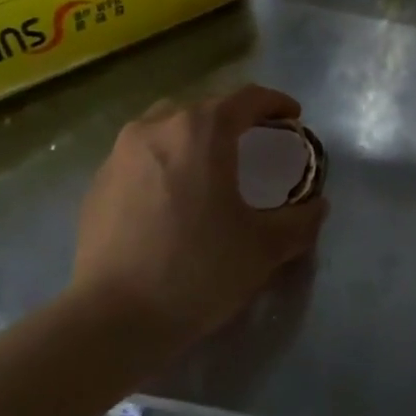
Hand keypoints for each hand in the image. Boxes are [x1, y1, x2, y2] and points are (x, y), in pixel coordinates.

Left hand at [69, 85, 326, 351]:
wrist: (113, 317)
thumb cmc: (198, 270)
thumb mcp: (264, 248)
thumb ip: (300, 221)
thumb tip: (317, 207)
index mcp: (201, 131)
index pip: (246, 98)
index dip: (275, 103)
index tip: (292, 117)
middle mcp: (156, 127)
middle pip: (204, 108)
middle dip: (234, 119)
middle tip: (255, 142)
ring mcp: (119, 153)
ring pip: (167, 127)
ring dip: (195, 136)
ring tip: (211, 165)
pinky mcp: (98, 182)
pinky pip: (141, 156)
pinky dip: (165, 161)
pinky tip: (173, 196)